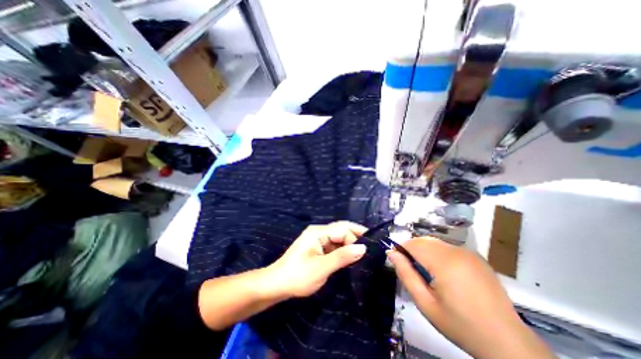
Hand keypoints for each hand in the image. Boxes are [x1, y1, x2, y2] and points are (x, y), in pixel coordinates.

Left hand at [267, 221, 367, 296]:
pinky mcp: (318, 247)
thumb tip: (363, 247)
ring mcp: (318, 239)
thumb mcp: (322, 268)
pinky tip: (351, 257)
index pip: (343, 229)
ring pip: (339, 238)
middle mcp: (319, 232)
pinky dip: (343, 250)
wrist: (277, 284)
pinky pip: (334, 245)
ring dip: (350, 244)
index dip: (355, 238)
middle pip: (341, 230)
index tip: (368, 251)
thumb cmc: (298, 276)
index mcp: (318, 232)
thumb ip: (342, 257)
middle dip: (355, 238)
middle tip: (370, 250)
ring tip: (363, 254)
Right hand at [385, 237, 556, 357]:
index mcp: (445, 262)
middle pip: (423, 240)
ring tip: (425, 271)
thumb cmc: (460, 325)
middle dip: (412, 249)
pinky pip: (447, 247)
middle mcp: (457, 251)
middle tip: (410, 269)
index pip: (413, 244)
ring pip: (434, 242)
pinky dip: (437, 253)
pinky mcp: (475, 256)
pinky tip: (442, 271)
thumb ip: (405, 274)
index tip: (396, 260)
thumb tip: (391, 253)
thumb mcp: (425, 304)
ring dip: (424, 251)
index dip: (401, 248)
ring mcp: (468, 252)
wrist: (507, 343)